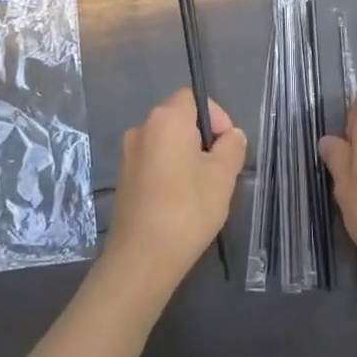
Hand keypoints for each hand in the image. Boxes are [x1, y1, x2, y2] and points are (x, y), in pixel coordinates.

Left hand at [103, 89, 246, 293]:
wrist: (142, 257)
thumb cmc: (188, 208)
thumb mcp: (223, 176)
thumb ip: (232, 147)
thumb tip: (232, 135)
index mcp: (166, 119)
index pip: (193, 98)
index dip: (215, 116)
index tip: (227, 146)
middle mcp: (142, 128)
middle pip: (179, 119)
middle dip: (203, 138)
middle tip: (220, 169)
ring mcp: (128, 155)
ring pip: (167, 143)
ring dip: (186, 156)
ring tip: (203, 189)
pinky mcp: (124, 179)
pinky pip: (154, 162)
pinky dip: (170, 172)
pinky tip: (181, 202)